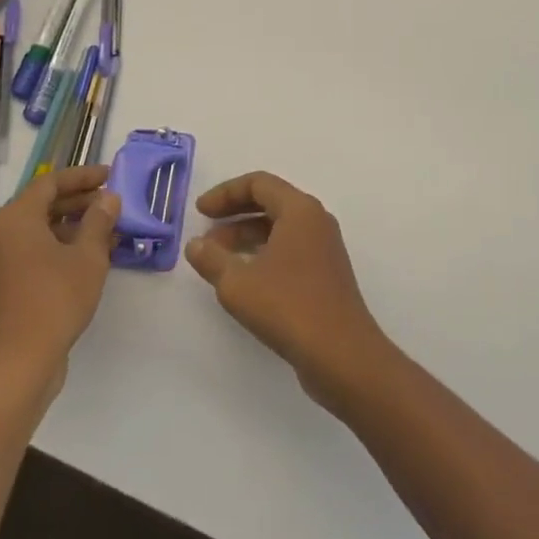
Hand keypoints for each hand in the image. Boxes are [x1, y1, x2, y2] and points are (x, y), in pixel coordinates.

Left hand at [0, 166, 120, 402]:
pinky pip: (34, 252)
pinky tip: (91, 258)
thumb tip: (108, 198)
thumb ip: (99, 221)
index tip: (110, 175)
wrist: (15, 368)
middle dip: (80, 201)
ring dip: (74, 226)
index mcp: (15, 219)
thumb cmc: (53, 302)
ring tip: (109, 231)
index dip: (83, 176)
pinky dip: (61, 248)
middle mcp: (0, 234)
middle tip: (113, 203)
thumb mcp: (87, 257)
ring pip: (40, 230)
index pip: (51, 182)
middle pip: (43, 204)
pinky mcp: (3, 286)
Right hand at [185, 172, 390, 412]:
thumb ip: (212, 259)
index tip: (200, 211)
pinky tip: (243, 277)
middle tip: (205, 231)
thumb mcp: (238, 283)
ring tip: (216, 258)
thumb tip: (195, 244)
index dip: (225, 193)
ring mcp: (324, 247)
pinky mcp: (325, 273)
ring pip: (279, 228)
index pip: (259, 184)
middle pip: (270, 202)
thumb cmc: (288, 307)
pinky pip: (289, 249)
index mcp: (299, 209)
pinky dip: (263, 253)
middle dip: (234, 213)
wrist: (342, 354)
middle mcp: (315, 220)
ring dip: (247, 236)